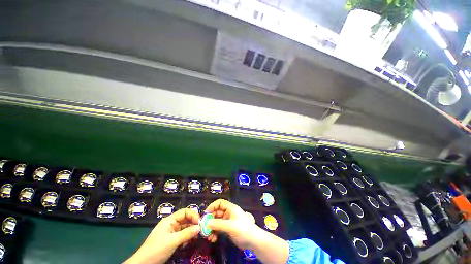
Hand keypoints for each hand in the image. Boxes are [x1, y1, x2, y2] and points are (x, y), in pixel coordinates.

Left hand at [124, 209, 200, 263]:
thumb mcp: (173, 241)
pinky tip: (189, 242)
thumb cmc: (157, 249)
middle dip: (193, 223)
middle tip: (201, 230)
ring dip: (191, 231)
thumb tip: (200, 227)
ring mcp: (171, 232)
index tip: (200, 222)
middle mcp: (171, 224)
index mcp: (170, 220)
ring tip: (196, 237)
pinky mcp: (171, 240)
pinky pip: (182, 235)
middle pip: (185, 219)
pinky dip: (187, 237)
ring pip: (185, 227)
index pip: (184, 212)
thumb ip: (187, 233)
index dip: (193, 215)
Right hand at [204, 199, 256, 247]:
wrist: (253, 241)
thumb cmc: (243, 229)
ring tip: (207, 236)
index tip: (205, 214)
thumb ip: (218, 224)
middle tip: (204, 228)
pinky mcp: (228, 229)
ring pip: (217, 222)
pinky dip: (215, 233)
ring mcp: (228, 222)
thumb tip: (206, 223)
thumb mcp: (230, 226)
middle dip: (210, 219)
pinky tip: (213, 239)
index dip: (212, 206)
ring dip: (211, 228)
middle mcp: (229, 213)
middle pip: (217, 213)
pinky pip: (219, 229)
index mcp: (231, 208)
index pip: (220, 203)